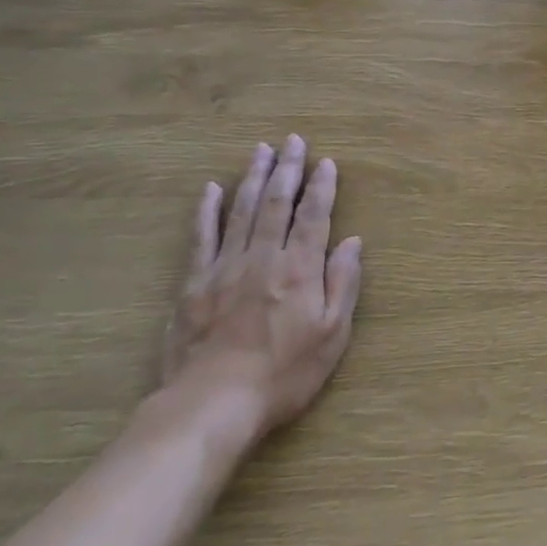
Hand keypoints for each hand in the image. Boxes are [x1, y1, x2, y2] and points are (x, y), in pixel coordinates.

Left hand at [162, 137, 362, 442]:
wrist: (213, 404)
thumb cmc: (284, 374)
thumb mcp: (331, 335)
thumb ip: (343, 284)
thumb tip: (352, 242)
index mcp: (300, 269)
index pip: (314, 216)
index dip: (321, 187)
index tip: (326, 162)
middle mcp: (264, 257)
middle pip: (276, 203)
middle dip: (287, 169)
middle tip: (292, 141)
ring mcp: (225, 267)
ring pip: (241, 211)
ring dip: (253, 177)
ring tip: (261, 150)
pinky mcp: (194, 284)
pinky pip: (202, 237)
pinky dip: (207, 211)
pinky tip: (211, 189)